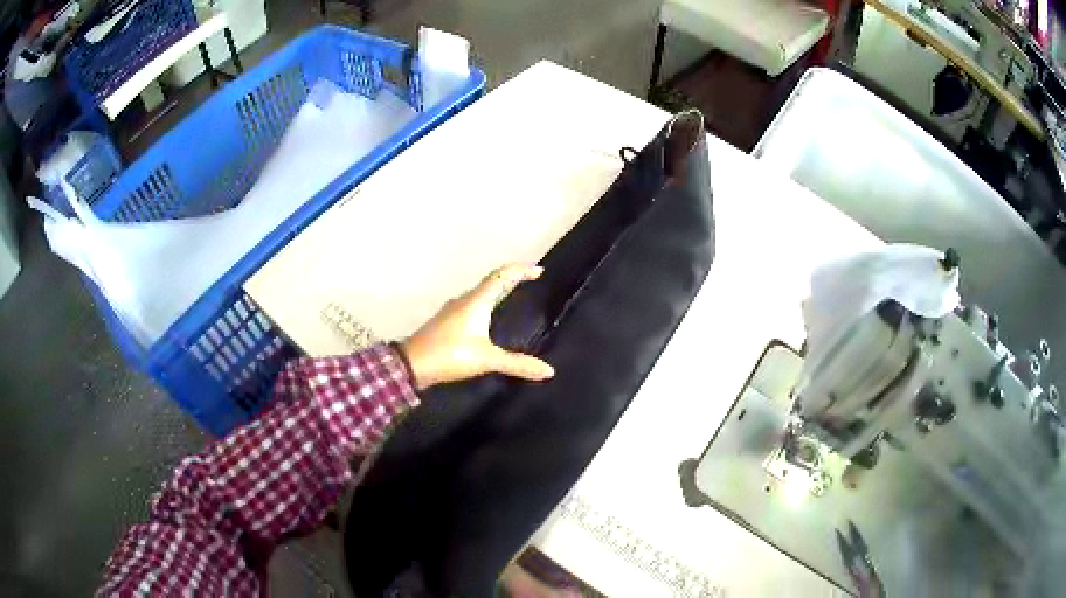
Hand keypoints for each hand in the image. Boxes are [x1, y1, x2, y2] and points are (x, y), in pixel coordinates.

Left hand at [399, 264, 554, 390]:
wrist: (412, 365)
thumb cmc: (450, 354)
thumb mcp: (487, 359)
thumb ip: (517, 364)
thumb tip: (549, 371)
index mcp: (476, 301)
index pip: (502, 276)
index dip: (521, 270)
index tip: (539, 271)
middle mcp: (464, 300)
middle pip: (491, 282)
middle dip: (511, 280)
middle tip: (530, 283)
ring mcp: (452, 311)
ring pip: (480, 294)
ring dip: (497, 293)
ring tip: (513, 300)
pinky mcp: (445, 323)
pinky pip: (471, 307)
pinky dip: (485, 306)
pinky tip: (488, 322)